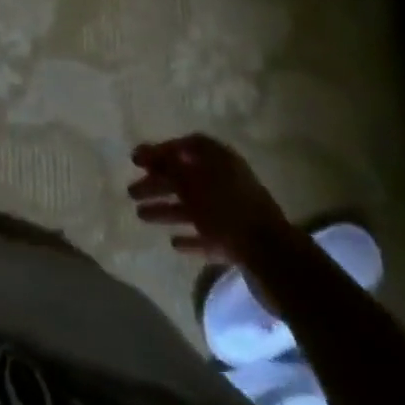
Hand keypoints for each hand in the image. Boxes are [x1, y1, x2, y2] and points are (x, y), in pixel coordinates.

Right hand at [128, 134, 297, 271]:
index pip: (186, 146)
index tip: (137, 161)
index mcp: (219, 160)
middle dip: (157, 184)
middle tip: (131, 192)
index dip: (160, 151)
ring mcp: (234, 213)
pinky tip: (174, 243)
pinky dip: (191, 236)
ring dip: (167, 210)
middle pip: (186, 178)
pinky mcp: (238, 241)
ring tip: (141, 216)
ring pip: (193, 207)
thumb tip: (145, 152)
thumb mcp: (190, 182)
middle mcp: (227, 181)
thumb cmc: (226, 210)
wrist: (273, 258)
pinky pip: (208, 234)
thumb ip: (166, 166)